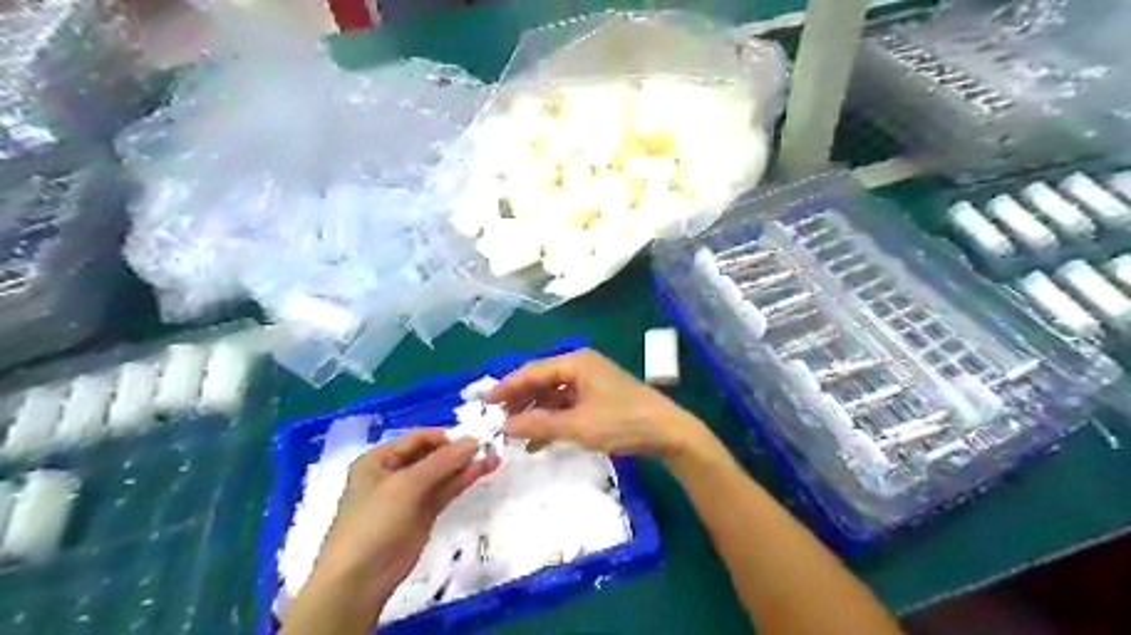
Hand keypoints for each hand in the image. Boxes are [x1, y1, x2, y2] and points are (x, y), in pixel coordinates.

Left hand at [295, 430, 497, 626]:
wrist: (360, 578)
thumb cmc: (375, 520)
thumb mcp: (406, 485)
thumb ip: (442, 461)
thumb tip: (474, 441)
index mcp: (379, 459)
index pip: (417, 438)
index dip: (444, 436)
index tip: (472, 436)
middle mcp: (394, 472)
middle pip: (431, 454)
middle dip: (458, 450)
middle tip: (488, 446)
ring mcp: (410, 495)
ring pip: (441, 473)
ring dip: (464, 465)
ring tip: (493, 457)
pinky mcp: (423, 514)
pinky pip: (445, 491)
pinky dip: (461, 480)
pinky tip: (481, 471)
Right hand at [484, 350, 703, 458]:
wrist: (666, 431)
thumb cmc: (621, 422)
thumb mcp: (577, 425)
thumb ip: (539, 424)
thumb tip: (505, 426)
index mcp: (576, 363)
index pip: (532, 371)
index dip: (507, 387)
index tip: (485, 402)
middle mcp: (581, 366)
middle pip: (541, 380)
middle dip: (521, 401)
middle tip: (500, 421)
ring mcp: (591, 381)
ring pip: (553, 394)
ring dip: (536, 413)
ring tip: (518, 435)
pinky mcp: (599, 396)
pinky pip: (567, 404)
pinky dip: (553, 419)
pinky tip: (541, 441)